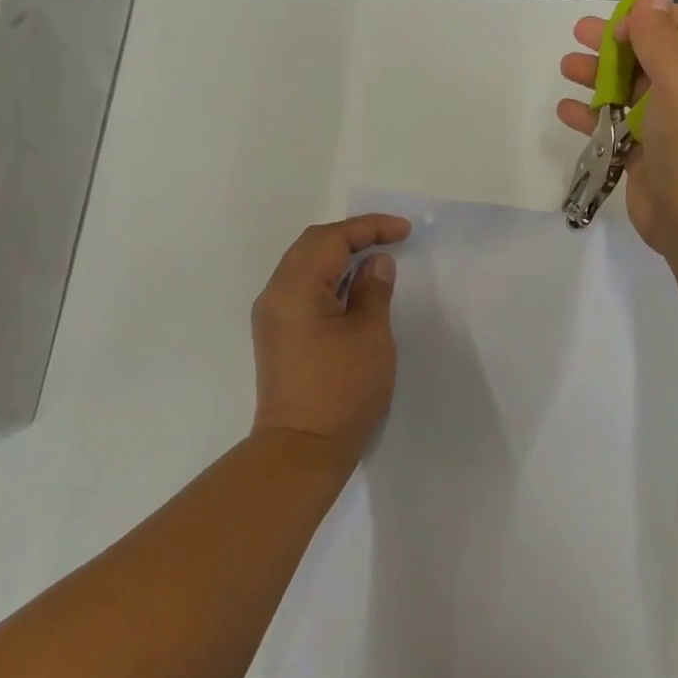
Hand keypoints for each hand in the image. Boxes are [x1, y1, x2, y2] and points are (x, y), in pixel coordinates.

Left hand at [250, 214, 411, 467]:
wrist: (301, 450)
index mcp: (295, 288)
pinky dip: (329, 278)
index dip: (368, 227)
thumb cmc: (342, 391)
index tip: (404, 231)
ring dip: (339, 256)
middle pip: (312, 245)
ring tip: (376, 259)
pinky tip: (354, 288)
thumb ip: (374, 291)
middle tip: (391, 238)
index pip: (331, 239)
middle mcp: (275, 294)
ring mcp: (272, 316)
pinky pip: (302, 288)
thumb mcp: (370, 336)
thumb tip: (376, 263)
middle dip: (352, 236)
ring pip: (304, 265)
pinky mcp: (278, 334)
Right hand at [557, 0, 677, 262]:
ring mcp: (672, 126)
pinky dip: (592, 116)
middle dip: (617, 43)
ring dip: (599, 76)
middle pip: (653, 56)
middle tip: (579, 34)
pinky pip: (617, 127)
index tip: (621, 22)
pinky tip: (566, 110)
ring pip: (631, 90)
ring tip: (566, 66)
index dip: (653, 18)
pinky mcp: (647, 155)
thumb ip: (659, 34)